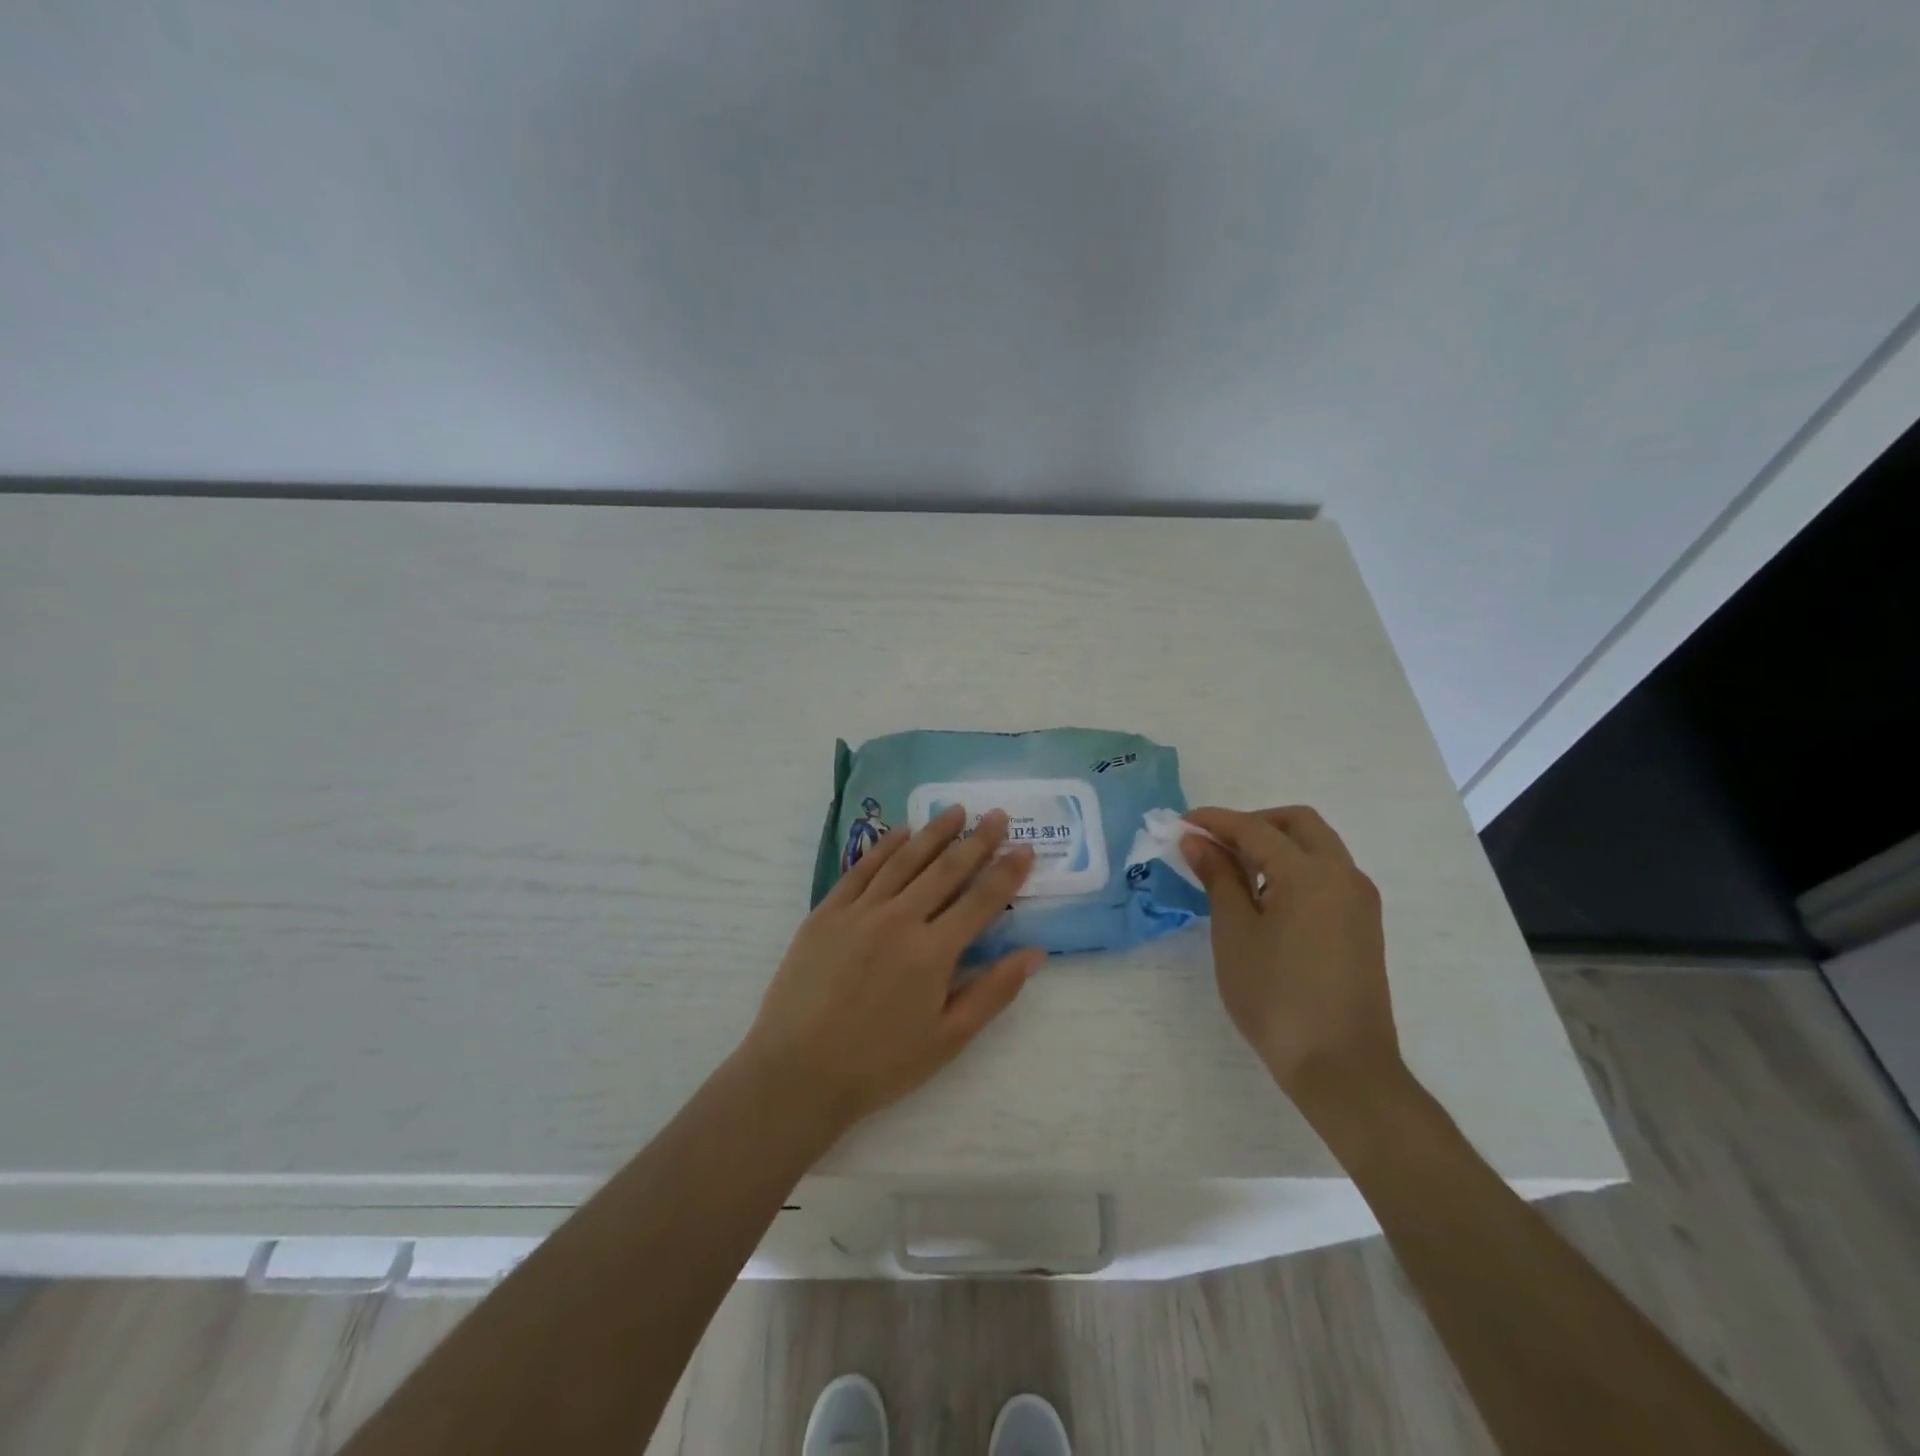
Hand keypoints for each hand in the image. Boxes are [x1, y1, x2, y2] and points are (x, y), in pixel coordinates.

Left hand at [741, 805, 1042, 1134]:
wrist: (797, 1072)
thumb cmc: (879, 1063)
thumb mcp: (948, 1039)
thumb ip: (993, 992)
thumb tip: (1034, 953)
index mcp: (933, 951)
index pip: (981, 899)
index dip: (1007, 872)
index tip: (1025, 848)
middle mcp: (899, 919)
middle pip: (946, 869)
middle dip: (977, 840)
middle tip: (997, 815)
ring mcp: (859, 911)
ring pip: (905, 859)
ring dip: (934, 832)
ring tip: (956, 811)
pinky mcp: (827, 912)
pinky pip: (862, 868)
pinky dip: (885, 846)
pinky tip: (902, 832)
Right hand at [1180, 806, 1401, 1115]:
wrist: (1342, 1068)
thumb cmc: (1276, 998)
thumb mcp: (1235, 933)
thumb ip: (1218, 878)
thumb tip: (1197, 841)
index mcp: (1310, 874)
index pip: (1255, 829)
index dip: (1215, 822)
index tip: (1182, 824)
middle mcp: (1343, 875)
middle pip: (1298, 824)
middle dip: (1253, 823)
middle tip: (1214, 843)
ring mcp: (1360, 900)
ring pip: (1317, 847)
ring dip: (1276, 844)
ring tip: (1234, 871)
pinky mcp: (1363, 924)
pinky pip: (1327, 874)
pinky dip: (1295, 867)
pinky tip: (1265, 896)